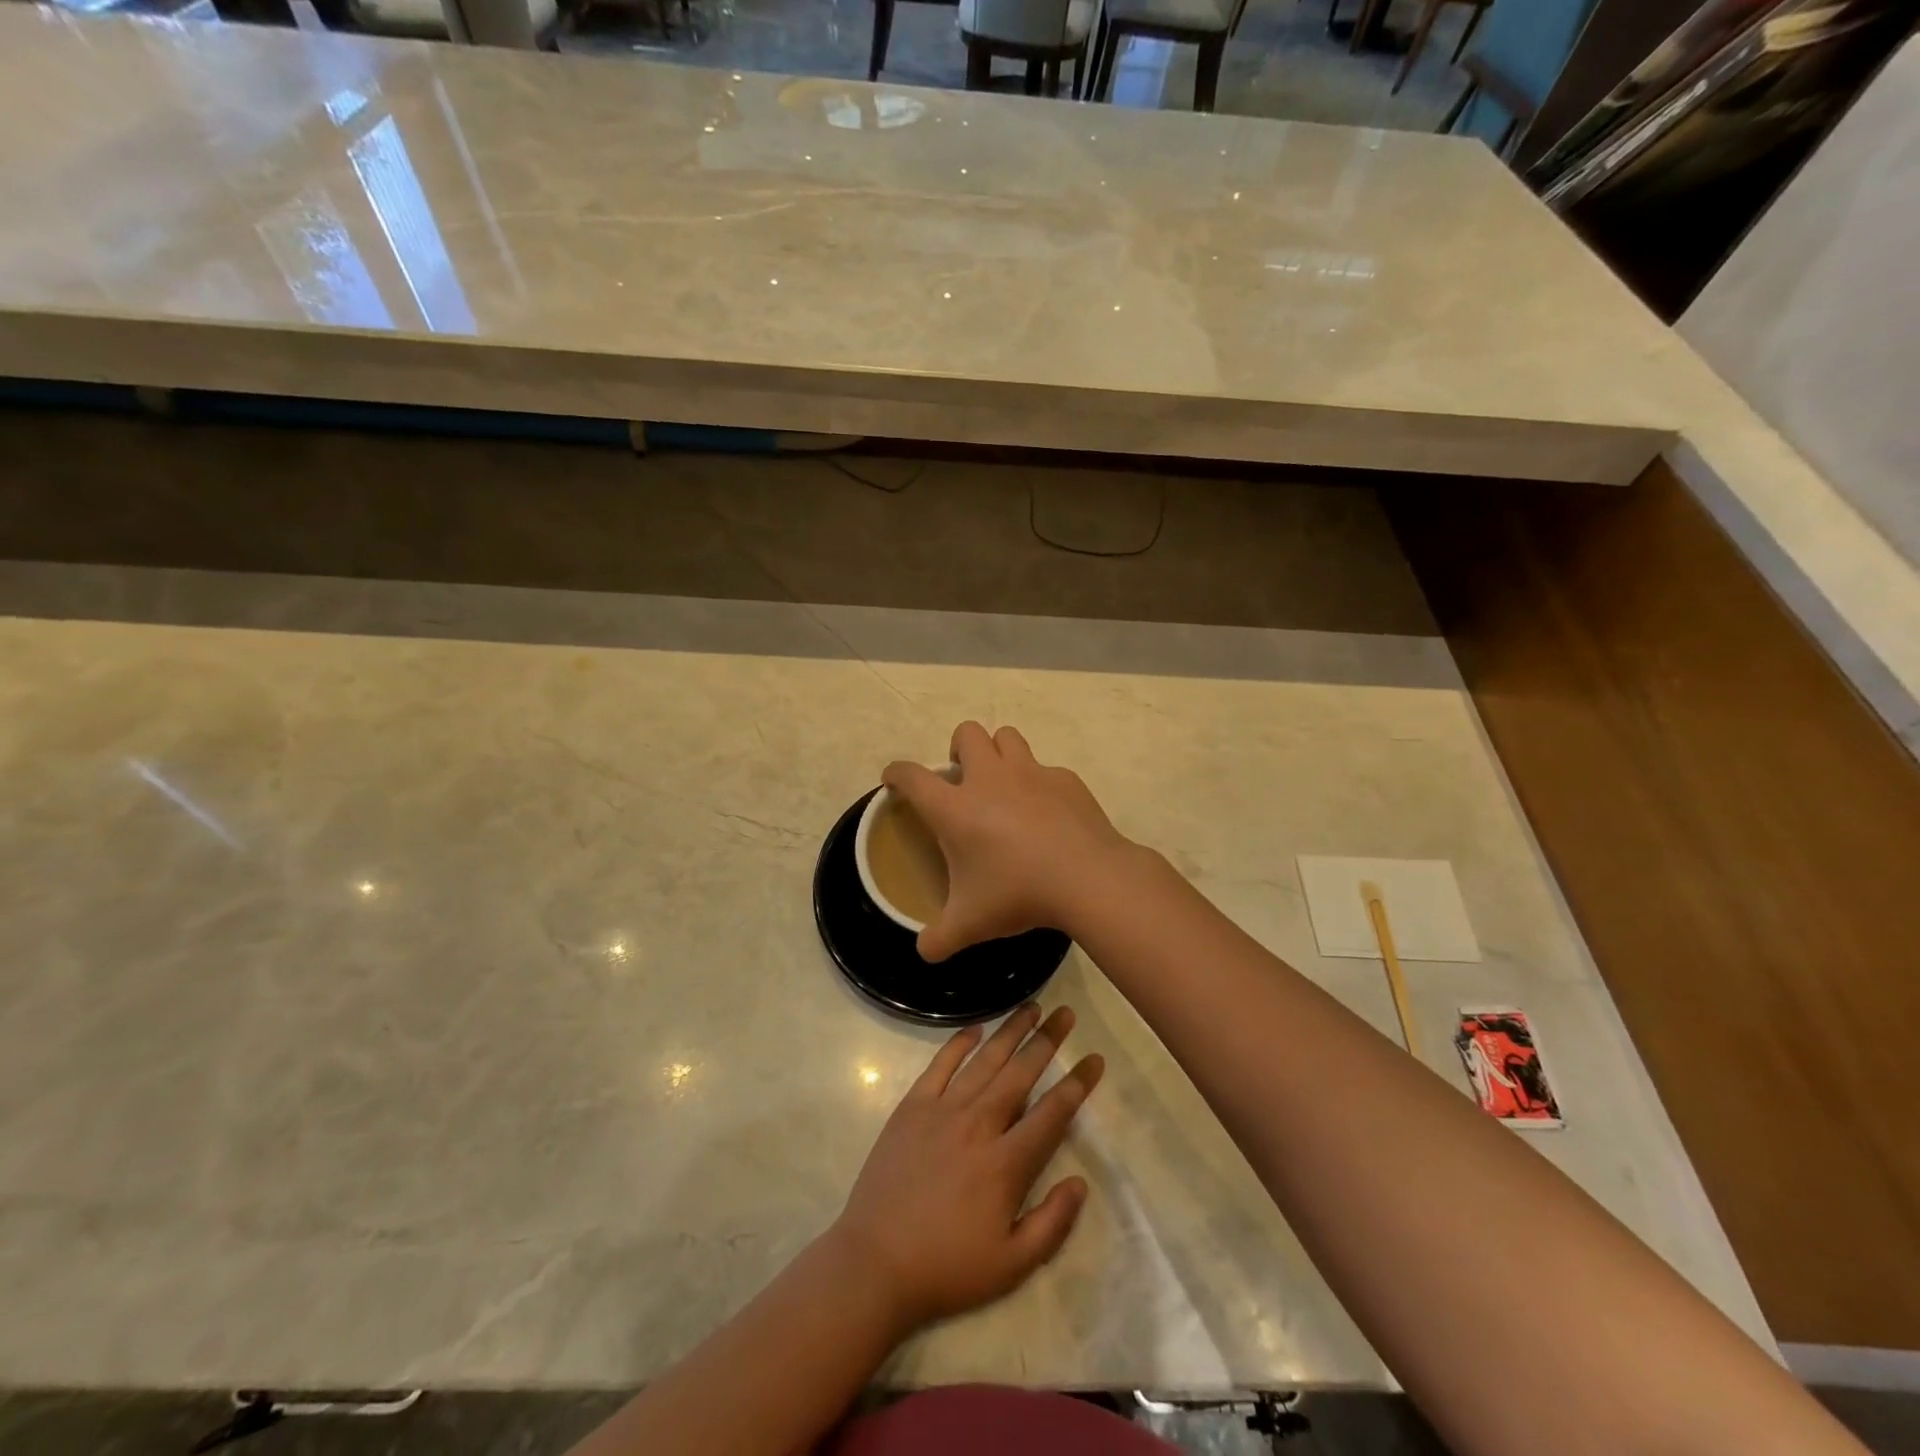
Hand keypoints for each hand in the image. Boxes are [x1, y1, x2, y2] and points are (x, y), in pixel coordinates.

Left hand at [830, 1004, 1103, 1332]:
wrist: (875, 1262)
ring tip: (1031, 1007)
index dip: (1077, 1085)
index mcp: (1005, 1164)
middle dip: (1047, 1041)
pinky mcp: (912, 1107)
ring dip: (1010, 1031)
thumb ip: (1052, 1224)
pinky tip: (977, 1028)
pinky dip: (960, 1043)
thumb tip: (1079, 1183)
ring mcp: (942, 1111)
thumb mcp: (1011, 1265)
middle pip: (1020, 1073)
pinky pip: (940, 1065)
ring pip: (984, 1060)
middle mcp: (978, 1125)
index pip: (1051, 1113)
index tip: (1094, 1060)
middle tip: (1066, 1013)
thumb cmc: (947, 1267)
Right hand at [884, 722, 1135, 961]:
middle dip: (958, 748)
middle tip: (964, 781)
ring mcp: (1030, 773)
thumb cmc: (1018, 894)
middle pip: (966, 733)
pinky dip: (1039, 783)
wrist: (1088, 878)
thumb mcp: (970, 924)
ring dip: (998, 752)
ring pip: (1007, 736)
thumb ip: (939, 939)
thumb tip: (924, 952)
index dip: (896, 773)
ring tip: (1003, 784)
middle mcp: (989, 779)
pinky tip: (1047, 813)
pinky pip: (1045, 768)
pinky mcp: (1065, 779)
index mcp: (955, 808)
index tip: (894, 780)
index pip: (912, 776)